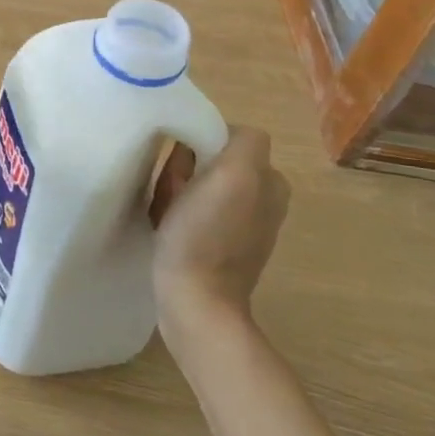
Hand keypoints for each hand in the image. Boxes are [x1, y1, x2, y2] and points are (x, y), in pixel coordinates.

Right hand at [150, 128, 290, 335]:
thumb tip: (219, 132)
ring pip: (197, 184)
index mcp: (270, 181)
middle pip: (210, 160)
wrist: (194, 303)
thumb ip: (243, 141)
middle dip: (185, 169)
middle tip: (170, 191)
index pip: (227, 136)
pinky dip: (174, 212)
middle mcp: (262, 199)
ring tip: (164, 210)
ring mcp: (240, 225)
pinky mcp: (218, 245)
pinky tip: (164, 226)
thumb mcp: (234, 175)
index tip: (183, 164)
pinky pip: (191, 211)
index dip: (199, 143)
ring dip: (175, 190)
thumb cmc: (206, 236)